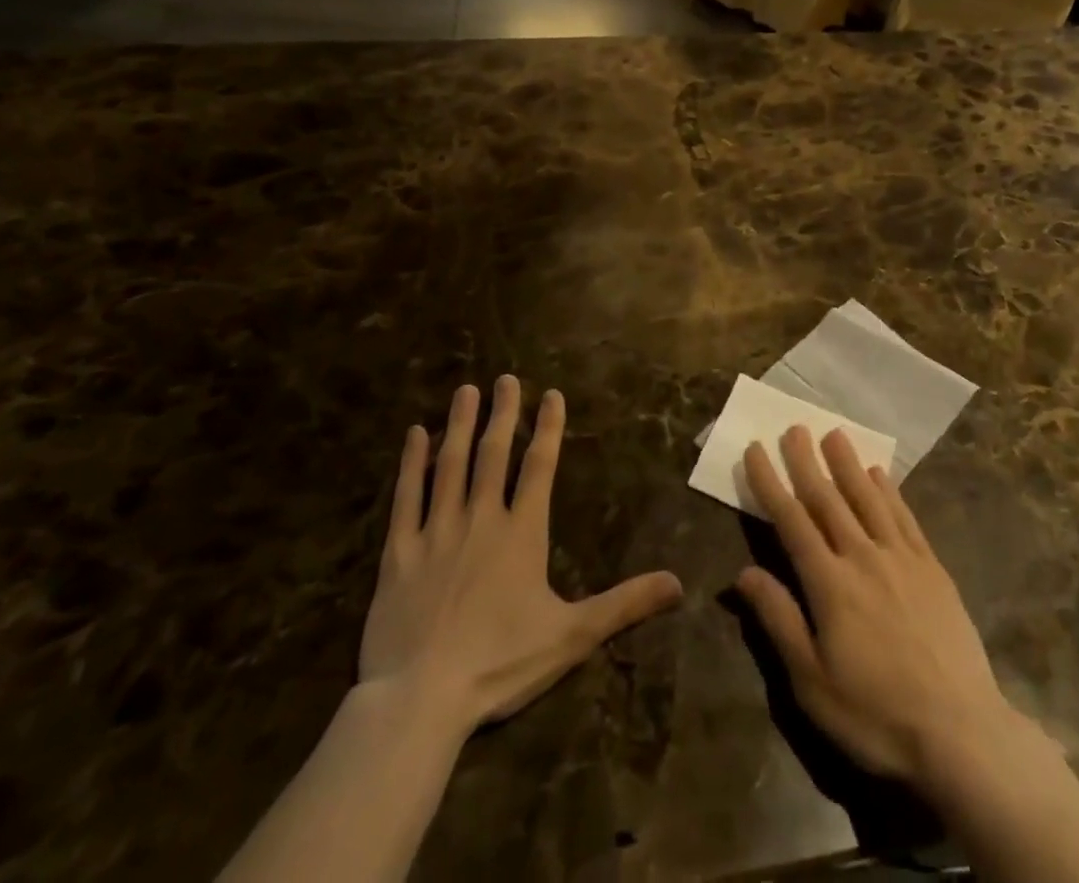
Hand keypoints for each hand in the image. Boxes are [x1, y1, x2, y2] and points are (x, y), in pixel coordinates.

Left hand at [358, 376, 683, 729]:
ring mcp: (436, 532)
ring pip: (450, 465)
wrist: (420, 700)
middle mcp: (481, 520)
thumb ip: (625, 603)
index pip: (540, 467)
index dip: (548, 428)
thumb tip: (679, 583)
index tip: (551, 394)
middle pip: (494, 455)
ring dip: (460, 425)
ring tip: (466, 391)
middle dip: (504, 413)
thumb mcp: (573, 635)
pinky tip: (414, 436)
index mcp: (522, 533)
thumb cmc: (501, 663)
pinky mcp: (398, 554)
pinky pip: (405, 498)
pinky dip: (411, 464)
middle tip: (506, 378)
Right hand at [734, 426, 1030, 792]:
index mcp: (829, 583)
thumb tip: (743, 572)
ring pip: (867, 498)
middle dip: (807, 461)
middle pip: (828, 498)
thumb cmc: (875, 713)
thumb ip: (779, 619)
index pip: (791, 520)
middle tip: (794, 427)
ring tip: (834, 433)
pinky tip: (879, 474)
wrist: (960, 731)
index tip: (756, 450)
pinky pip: (904, 516)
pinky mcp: (932, 567)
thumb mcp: (812, 681)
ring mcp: (901, 558)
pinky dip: (889, 490)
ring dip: (848, 463)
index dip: (770, 483)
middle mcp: (862, 556)